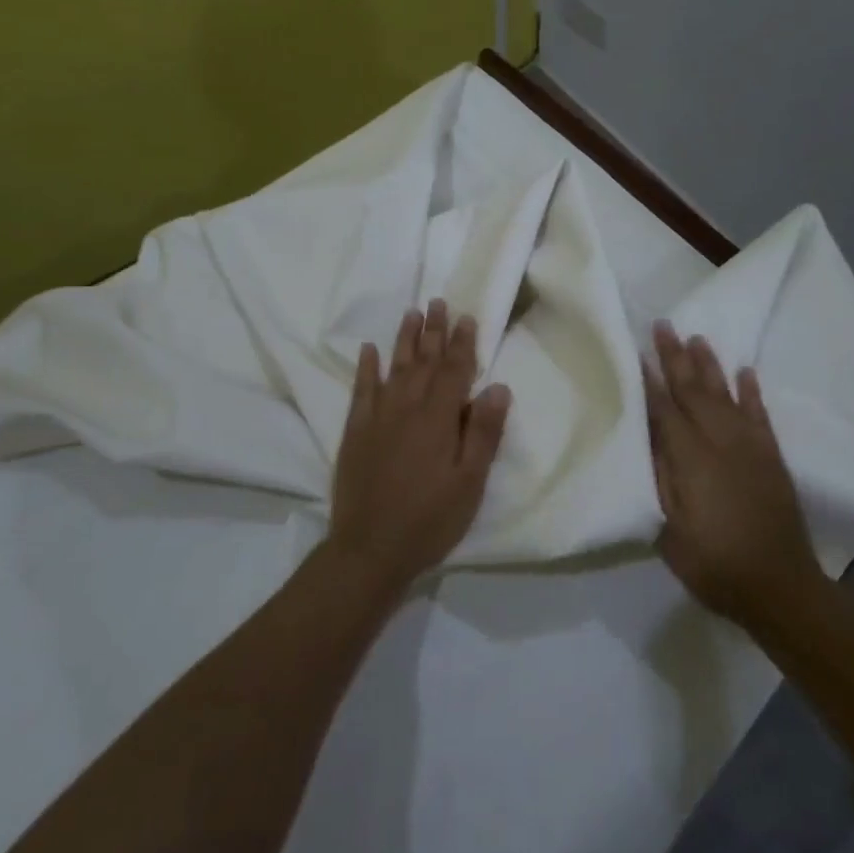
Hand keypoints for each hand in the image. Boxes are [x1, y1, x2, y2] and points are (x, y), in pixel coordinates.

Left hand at [327, 299, 512, 592]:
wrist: (369, 550)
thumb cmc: (429, 520)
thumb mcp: (469, 483)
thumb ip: (483, 433)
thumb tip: (498, 387)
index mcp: (438, 420)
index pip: (454, 371)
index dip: (462, 343)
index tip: (466, 317)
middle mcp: (406, 408)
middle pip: (423, 361)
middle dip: (433, 331)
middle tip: (437, 302)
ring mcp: (377, 418)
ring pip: (394, 368)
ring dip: (404, 340)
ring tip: (411, 313)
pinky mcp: (355, 432)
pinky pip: (361, 390)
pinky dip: (366, 367)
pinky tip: (369, 350)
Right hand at [644, 322, 819, 624]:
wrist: (780, 587)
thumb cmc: (715, 564)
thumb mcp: (670, 531)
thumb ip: (659, 480)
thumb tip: (648, 437)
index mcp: (691, 459)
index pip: (664, 409)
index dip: (649, 380)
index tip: (636, 350)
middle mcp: (720, 442)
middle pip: (693, 391)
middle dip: (675, 358)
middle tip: (663, 325)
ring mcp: (750, 447)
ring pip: (725, 394)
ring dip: (710, 365)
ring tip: (697, 338)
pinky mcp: (772, 456)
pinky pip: (760, 414)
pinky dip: (751, 392)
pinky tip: (745, 372)